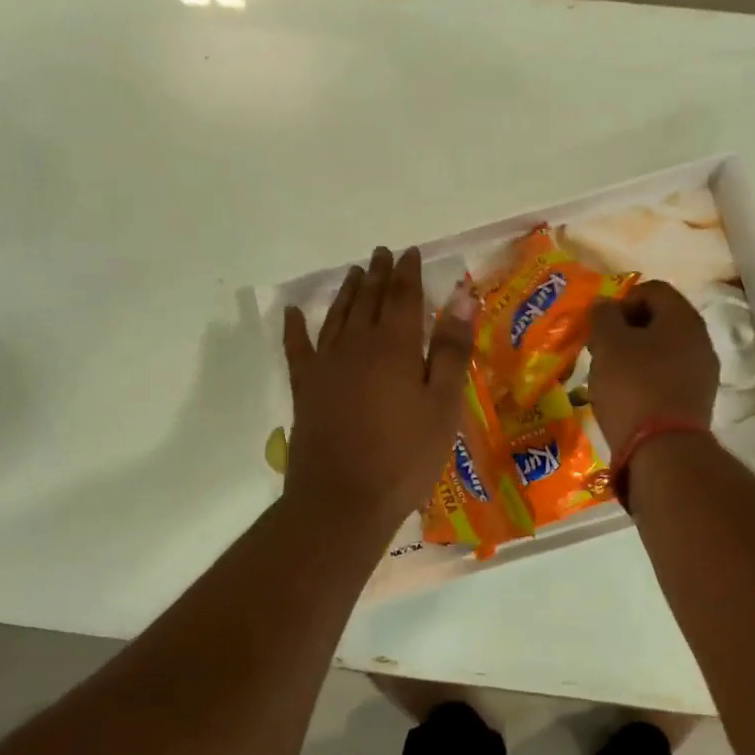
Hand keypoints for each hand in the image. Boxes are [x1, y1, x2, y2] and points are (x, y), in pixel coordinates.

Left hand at [282, 246, 473, 530]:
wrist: (343, 501)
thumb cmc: (405, 456)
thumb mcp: (443, 405)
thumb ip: (450, 349)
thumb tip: (461, 296)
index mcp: (394, 346)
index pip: (402, 297)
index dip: (407, 273)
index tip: (410, 253)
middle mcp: (356, 345)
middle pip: (368, 300)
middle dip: (377, 274)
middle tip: (382, 254)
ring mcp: (325, 365)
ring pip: (336, 316)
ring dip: (347, 292)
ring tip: (354, 273)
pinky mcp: (305, 388)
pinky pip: (297, 347)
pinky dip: (295, 327)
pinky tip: (293, 312)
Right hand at [586, 281, 718, 449]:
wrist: (664, 451)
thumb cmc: (633, 387)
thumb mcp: (608, 344)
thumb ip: (603, 316)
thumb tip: (605, 305)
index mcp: (683, 318)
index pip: (652, 290)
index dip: (622, 301)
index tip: (602, 327)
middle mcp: (700, 340)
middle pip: (660, 320)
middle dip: (627, 330)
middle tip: (602, 350)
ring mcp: (703, 372)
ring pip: (664, 350)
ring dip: (636, 356)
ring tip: (611, 377)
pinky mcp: (697, 401)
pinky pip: (669, 377)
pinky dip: (648, 379)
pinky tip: (629, 398)